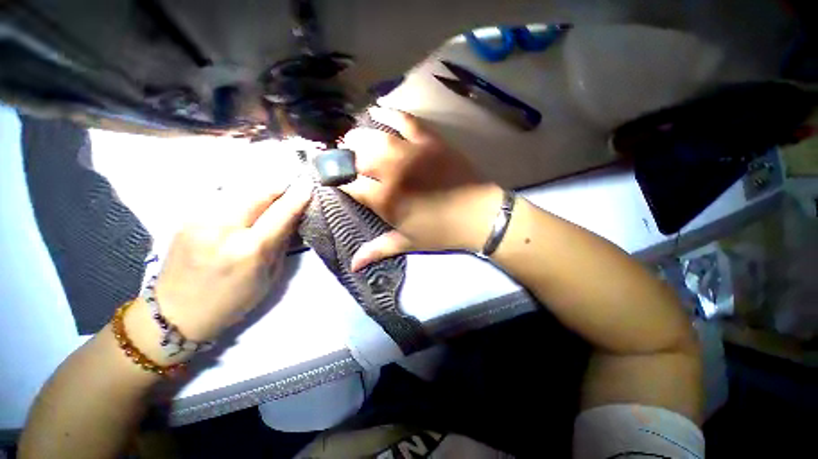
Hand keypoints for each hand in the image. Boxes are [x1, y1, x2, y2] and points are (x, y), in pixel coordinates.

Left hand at [150, 181, 311, 342]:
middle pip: (259, 193)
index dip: (298, 197)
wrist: (175, 313)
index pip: (281, 213)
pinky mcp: (188, 217)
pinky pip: (224, 198)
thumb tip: (293, 217)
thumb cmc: (232, 301)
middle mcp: (223, 228)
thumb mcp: (269, 276)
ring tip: (272, 196)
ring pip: (241, 191)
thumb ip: (281, 243)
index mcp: (249, 249)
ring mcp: (201, 219)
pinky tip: (247, 205)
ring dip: (261, 192)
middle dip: (279, 188)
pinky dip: (242, 197)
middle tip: (292, 189)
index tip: (309, 185)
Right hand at [341, 107, 503, 270]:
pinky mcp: (430, 141)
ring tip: (352, 137)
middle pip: (358, 157)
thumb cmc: (441, 232)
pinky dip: (389, 113)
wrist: (479, 215)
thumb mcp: (408, 243)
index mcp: (386, 200)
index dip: (336, 179)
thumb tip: (353, 266)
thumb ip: (377, 250)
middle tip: (340, 154)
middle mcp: (393, 173)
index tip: (328, 176)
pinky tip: (377, 111)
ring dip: (359, 135)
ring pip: (376, 137)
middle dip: (343, 154)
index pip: (350, 185)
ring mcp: (412, 153)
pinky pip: (406, 120)